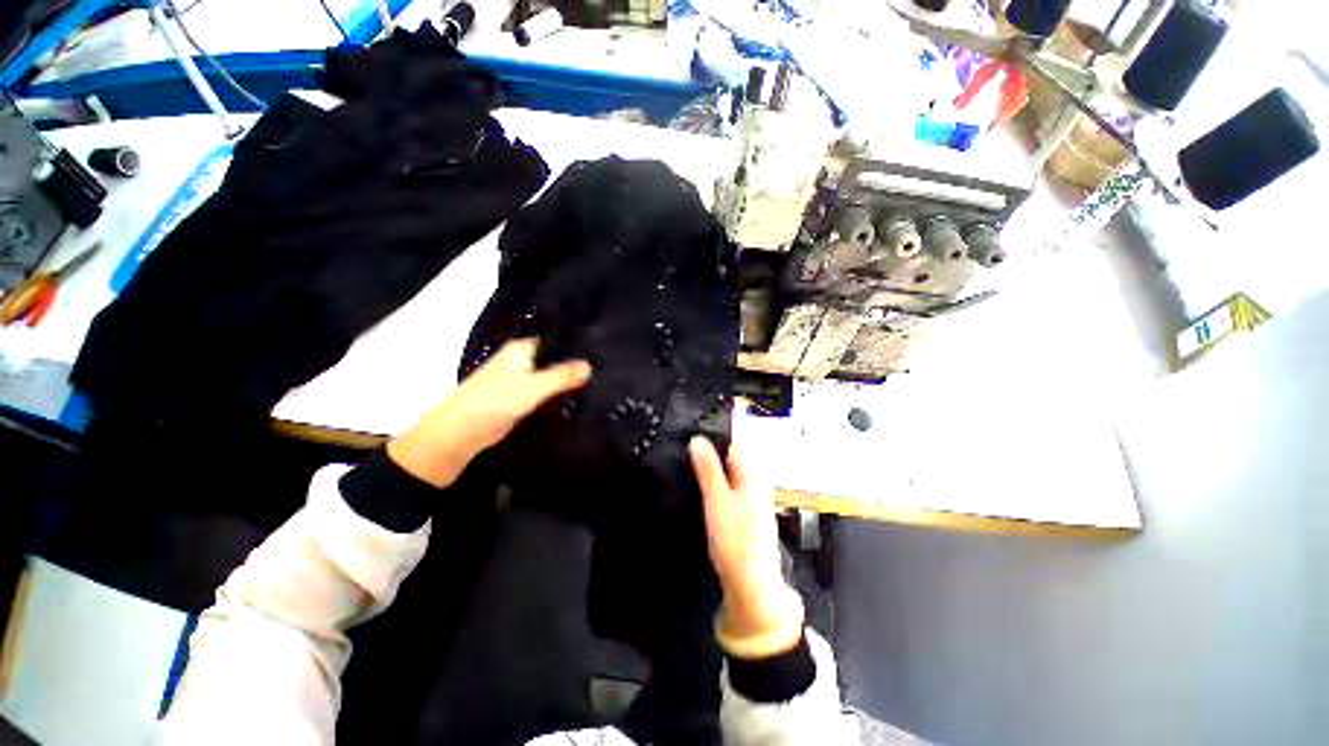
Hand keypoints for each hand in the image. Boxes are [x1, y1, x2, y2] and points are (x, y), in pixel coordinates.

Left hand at [388, 339, 590, 487]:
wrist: (463, 432)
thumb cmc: (495, 401)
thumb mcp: (533, 386)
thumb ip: (562, 376)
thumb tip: (590, 366)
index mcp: (522, 350)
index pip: (555, 340)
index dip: (576, 345)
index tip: (602, 348)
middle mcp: (523, 361)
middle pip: (555, 359)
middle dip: (575, 365)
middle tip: (606, 367)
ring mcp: (522, 381)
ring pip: (551, 377)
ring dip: (568, 382)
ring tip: (600, 381)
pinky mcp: (522, 399)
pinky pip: (546, 393)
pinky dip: (559, 395)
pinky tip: (580, 397)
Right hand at [690, 421, 803, 657]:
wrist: (751, 583)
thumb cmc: (736, 540)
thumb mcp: (717, 500)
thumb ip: (708, 469)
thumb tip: (697, 438)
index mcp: (752, 471)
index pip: (736, 436)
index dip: (716, 425)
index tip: (694, 417)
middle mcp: (754, 477)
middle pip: (731, 449)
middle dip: (710, 440)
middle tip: (683, 432)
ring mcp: (750, 491)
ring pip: (728, 465)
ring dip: (710, 457)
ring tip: (685, 449)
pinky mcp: (743, 505)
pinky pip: (727, 479)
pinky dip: (713, 473)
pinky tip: (697, 476)